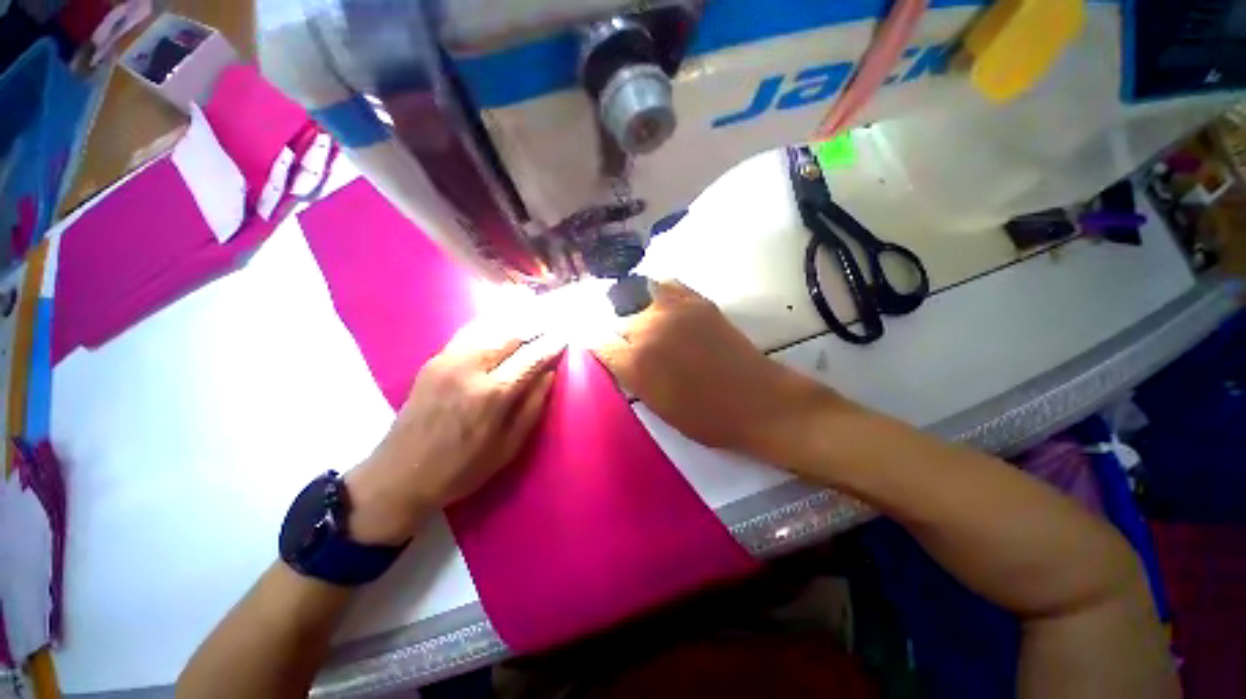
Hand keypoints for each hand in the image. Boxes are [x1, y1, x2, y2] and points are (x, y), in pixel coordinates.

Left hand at [347, 322, 564, 544]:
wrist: (399, 475)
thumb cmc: (462, 468)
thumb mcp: (509, 446)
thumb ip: (533, 405)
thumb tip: (550, 373)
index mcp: (492, 393)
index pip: (531, 357)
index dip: (552, 345)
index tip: (566, 337)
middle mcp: (470, 367)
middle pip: (511, 334)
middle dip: (536, 327)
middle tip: (552, 324)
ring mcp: (447, 360)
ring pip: (490, 327)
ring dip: (515, 323)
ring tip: (533, 318)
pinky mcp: (433, 360)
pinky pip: (469, 333)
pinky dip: (490, 326)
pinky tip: (501, 325)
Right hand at [591, 281, 842, 462]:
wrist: (756, 401)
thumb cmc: (705, 417)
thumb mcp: (657, 407)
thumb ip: (632, 378)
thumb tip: (618, 358)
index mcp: (635, 364)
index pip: (599, 345)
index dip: (600, 348)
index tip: (604, 352)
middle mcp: (647, 331)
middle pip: (620, 323)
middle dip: (623, 337)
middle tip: (634, 348)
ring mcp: (672, 311)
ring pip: (639, 301)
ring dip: (639, 314)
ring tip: (648, 326)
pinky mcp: (697, 301)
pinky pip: (667, 285)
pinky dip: (659, 292)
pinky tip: (662, 303)